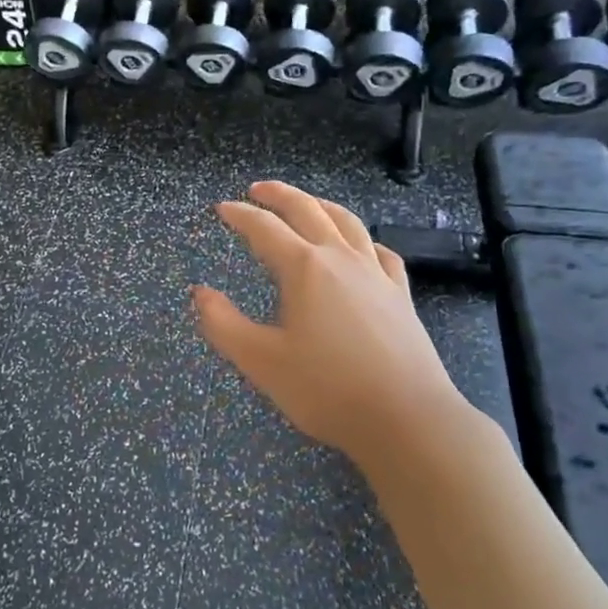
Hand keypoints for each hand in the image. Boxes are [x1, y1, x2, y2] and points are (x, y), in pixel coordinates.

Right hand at [194, 183, 470, 466]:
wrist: (407, 418)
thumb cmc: (327, 389)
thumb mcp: (261, 361)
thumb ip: (224, 324)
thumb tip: (200, 293)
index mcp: (304, 269)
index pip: (265, 229)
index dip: (240, 215)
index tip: (222, 208)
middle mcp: (341, 259)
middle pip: (308, 210)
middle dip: (279, 195)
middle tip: (257, 189)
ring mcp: (376, 274)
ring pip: (347, 223)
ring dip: (321, 205)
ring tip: (306, 202)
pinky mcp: (400, 295)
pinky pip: (380, 252)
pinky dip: (363, 240)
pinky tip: (361, 248)